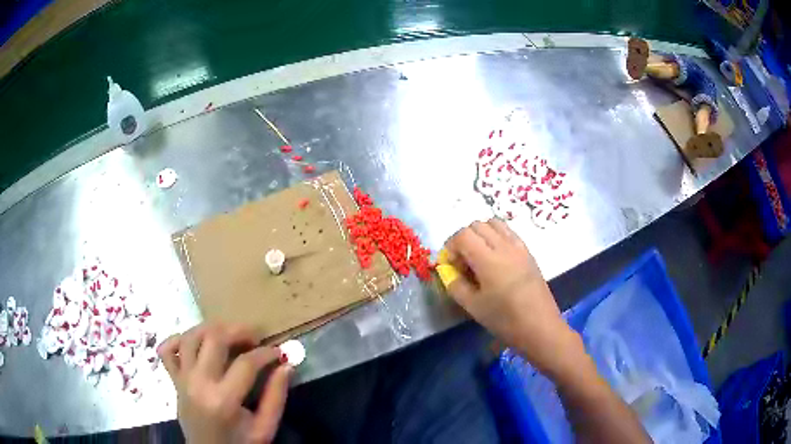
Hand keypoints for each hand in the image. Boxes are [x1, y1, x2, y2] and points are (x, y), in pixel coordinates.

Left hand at [158, 323, 292, 443]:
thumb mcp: (265, 428)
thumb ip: (276, 397)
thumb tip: (286, 365)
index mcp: (223, 400)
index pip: (246, 363)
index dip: (266, 353)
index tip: (278, 352)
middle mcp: (198, 383)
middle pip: (214, 339)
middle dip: (238, 330)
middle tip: (254, 336)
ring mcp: (182, 379)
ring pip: (190, 337)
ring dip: (211, 328)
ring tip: (228, 334)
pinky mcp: (173, 380)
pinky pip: (166, 350)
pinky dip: (177, 339)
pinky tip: (194, 342)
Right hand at [443, 219, 582, 377]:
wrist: (540, 327)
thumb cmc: (505, 320)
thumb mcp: (473, 306)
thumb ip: (455, 285)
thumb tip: (448, 271)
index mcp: (488, 259)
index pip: (463, 235)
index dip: (451, 246)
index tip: (450, 265)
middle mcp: (504, 246)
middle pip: (477, 225)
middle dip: (464, 239)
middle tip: (463, 262)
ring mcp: (519, 247)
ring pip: (494, 224)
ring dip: (481, 234)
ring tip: (479, 257)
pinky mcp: (528, 252)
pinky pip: (508, 232)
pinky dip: (496, 236)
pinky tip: (496, 259)